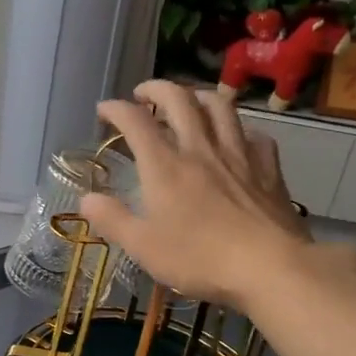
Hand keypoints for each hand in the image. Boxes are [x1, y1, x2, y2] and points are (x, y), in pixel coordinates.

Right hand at [80, 80, 315, 307]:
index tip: (104, 110)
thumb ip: (113, 220)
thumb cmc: (199, 258)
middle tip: (144, 94)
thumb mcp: (144, 247)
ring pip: (220, 107)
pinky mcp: (268, 169)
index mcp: (165, 166)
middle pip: (179, 99)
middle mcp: (200, 149)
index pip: (135, 121)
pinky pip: (254, 135)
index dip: (116, 109)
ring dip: (199, 95)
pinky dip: (240, 129)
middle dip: (157, 88)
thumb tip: (86, 199)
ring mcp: (239, 155)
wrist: (268, 267)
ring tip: (189, 101)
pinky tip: (237, 138)